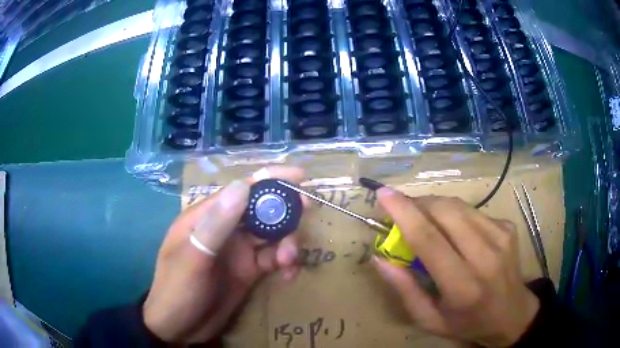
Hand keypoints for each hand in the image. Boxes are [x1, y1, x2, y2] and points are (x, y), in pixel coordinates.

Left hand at [143, 166, 304, 342]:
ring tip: (289, 261)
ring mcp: (237, 251)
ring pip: (271, 235)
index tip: (300, 178)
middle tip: (307, 212)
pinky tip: (288, 276)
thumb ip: (217, 223)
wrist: (180, 328)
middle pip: (261, 211)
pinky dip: (285, 264)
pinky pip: (273, 259)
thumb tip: (243, 184)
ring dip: (287, 243)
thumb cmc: (178, 290)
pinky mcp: (248, 271)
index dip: (270, 180)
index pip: (241, 190)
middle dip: (285, 211)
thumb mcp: (193, 258)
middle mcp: (225, 229)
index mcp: (206, 217)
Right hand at [373, 189, 539, 346]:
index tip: (383, 194)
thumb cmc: (467, 323)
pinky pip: (473, 211)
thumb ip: (405, 290)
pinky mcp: (508, 227)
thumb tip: (380, 258)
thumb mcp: (429, 320)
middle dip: (418, 203)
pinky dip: (455, 214)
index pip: (429, 240)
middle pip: (446, 212)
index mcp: (462, 286)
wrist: (512, 314)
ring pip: (459, 205)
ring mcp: (501, 237)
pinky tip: (454, 231)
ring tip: (424, 218)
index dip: (404, 213)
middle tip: (403, 210)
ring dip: (435, 205)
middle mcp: (485, 256)